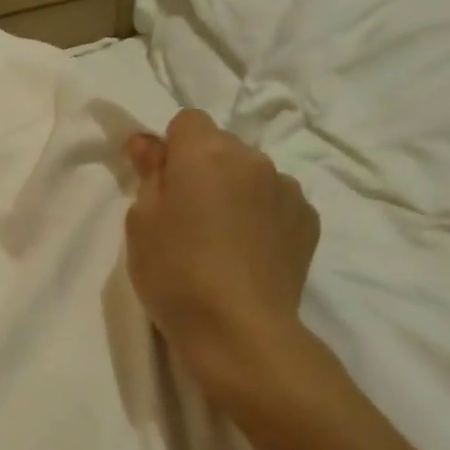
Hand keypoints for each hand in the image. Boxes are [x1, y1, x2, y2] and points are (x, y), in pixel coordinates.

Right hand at [124, 110, 320, 399]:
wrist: (238, 328)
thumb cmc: (174, 271)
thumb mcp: (141, 221)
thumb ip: (149, 173)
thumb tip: (148, 142)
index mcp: (205, 152)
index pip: (187, 121)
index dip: (171, 149)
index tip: (162, 183)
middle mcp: (252, 158)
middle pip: (221, 146)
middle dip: (204, 169)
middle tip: (187, 215)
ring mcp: (287, 188)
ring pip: (251, 174)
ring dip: (236, 191)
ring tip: (222, 238)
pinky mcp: (308, 220)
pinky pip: (276, 202)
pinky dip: (261, 215)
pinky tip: (249, 252)